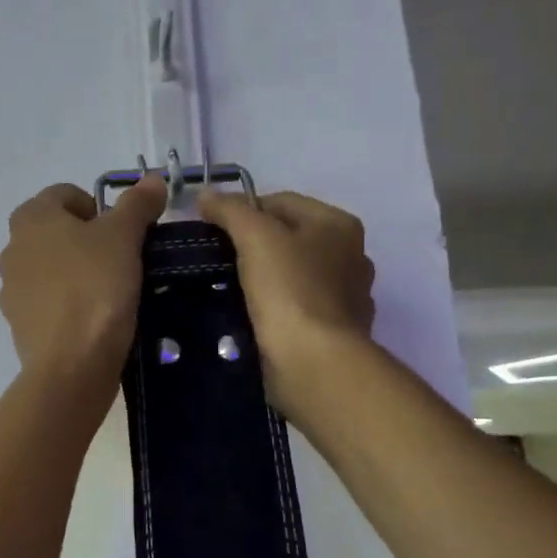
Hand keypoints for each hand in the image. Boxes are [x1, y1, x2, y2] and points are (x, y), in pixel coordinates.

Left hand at [0, 177, 167, 387]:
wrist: (71, 364)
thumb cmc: (96, 287)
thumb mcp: (124, 237)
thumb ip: (137, 204)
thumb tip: (152, 179)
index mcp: (31, 217)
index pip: (67, 194)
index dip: (100, 208)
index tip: (124, 234)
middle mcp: (12, 248)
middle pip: (57, 231)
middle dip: (88, 241)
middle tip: (121, 261)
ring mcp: (12, 289)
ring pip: (52, 268)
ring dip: (77, 273)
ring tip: (110, 293)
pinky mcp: (20, 324)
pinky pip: (49, 302)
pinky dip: (69, 304)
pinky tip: (94, 320)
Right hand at [196, 190, 374, 413]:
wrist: (314, 362)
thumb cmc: (289, 289)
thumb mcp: (255, 237)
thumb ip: (230, 210)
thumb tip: (205, 194)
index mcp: (339, 224)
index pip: (281, 201)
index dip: (242, 209)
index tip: (211, 229)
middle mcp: (351, 256)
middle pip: (289, 237)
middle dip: (253, 244)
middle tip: (217, 258)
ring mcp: (347, 296)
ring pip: (293, 274)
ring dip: (264, 278)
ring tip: (228, 288)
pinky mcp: (335, 332)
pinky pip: (297, 308)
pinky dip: (276, 308)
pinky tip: (253, 317)